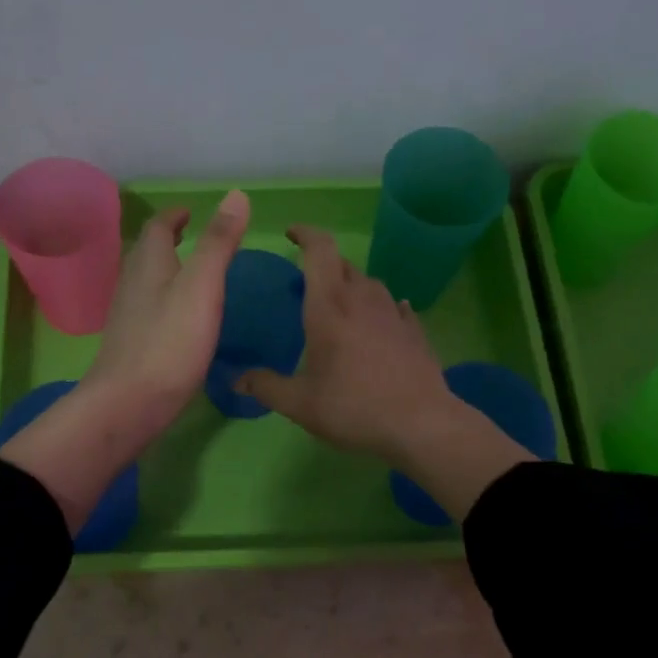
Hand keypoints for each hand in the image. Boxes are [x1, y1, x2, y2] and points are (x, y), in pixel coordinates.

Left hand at [0, 190, 249, 535]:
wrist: (129, 404)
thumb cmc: (170, 343)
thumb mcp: (202, 287)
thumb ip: (219, 243)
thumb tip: (235, 194)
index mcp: (149, 265)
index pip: (157, 228)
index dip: (174, 216)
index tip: (189, 212)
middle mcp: (132, 285)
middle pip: (146, 253)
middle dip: (167, 240)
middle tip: (189, 236)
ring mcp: (128, 318)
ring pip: (144, 282)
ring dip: (163, 270)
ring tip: (187, 273)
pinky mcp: (131, 346)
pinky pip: (147, 311)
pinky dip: (163, 301)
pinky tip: (177, 320)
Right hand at [236, 225, 534, 520]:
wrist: (420, 424)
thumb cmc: (353, 408)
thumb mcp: (300, 404)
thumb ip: (266, 387)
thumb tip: (236, 380)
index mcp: (329, 307)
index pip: (320, 250)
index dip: (305, 234)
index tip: (291, 234)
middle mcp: (362, 300)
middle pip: (343, 265)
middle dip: (323, 264)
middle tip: (307, 281)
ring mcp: (393, 314)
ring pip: (370, 284)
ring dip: (352, 285)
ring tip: (340, 305)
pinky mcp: (415, 332)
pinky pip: (394, 308)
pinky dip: (381, 308)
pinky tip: (380, 322)